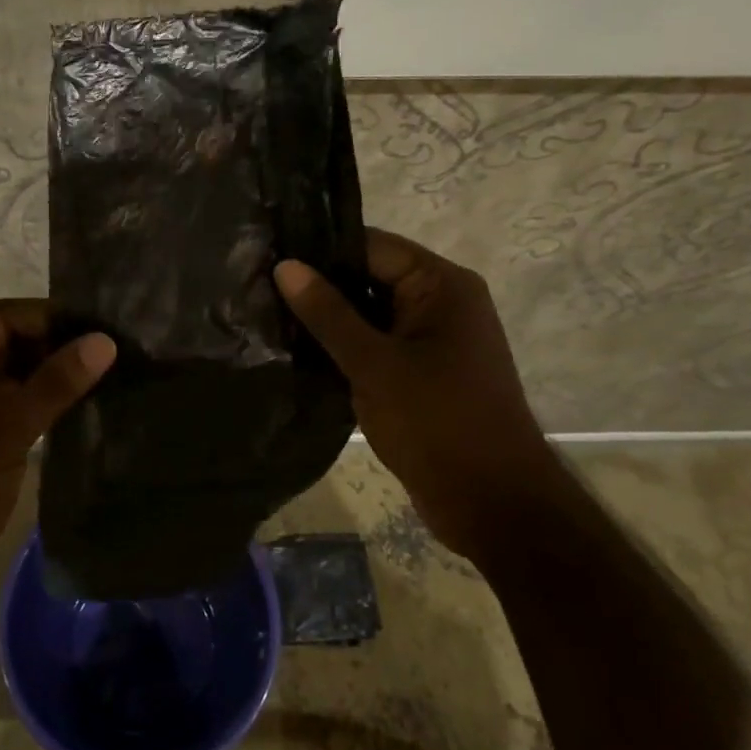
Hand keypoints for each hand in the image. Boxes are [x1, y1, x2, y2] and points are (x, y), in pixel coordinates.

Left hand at [0, 300, 114, 619]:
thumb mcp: (2, 434)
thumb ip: (53, 384)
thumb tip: (106, 341)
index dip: (47, 318)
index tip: (99, 325)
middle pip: (5, 343)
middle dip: (54, 344)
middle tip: (111, 348)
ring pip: (12, 375)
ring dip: (52, 373)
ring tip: (106, 370)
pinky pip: (12, 404)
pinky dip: (43, 401)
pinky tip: (82, 402)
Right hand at [274, 229, 553, 557]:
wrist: (491, 503)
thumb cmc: (436, 423)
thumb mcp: (373, 364)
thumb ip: (328, 313)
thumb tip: (285, 266)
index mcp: (441, 285)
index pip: (371, 246)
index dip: (320, 251)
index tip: (268, 258)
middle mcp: (442, 303)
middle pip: (370, 277)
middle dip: (320, 287)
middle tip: (259, 291)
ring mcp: (435, 340)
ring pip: (371, 314)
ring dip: (329, 321)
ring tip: (269, 319)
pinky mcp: (424, 373)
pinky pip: (378, 345)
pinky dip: (346, 348)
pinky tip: (300, 353)